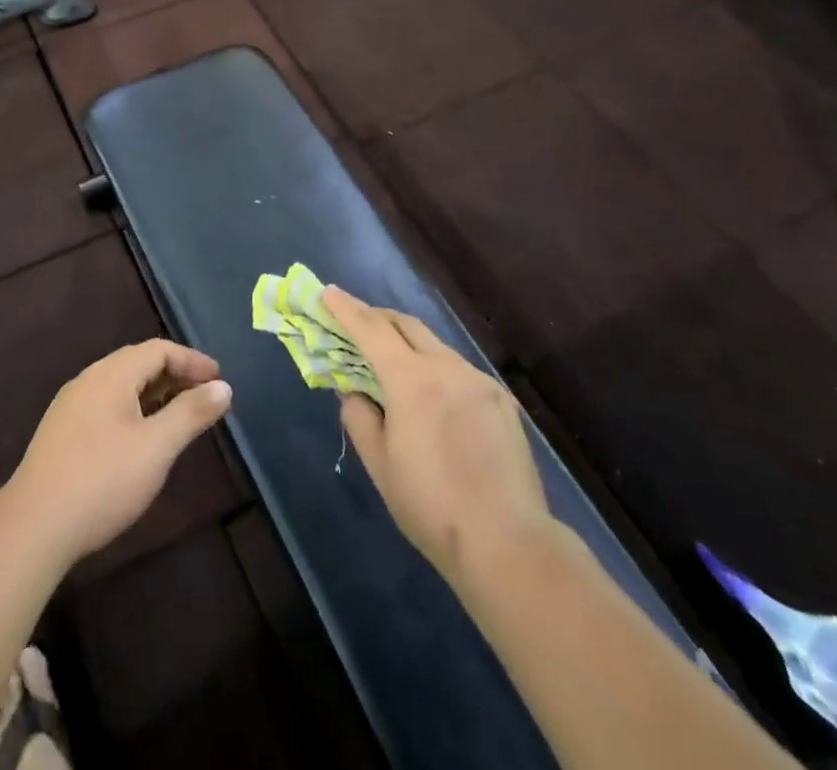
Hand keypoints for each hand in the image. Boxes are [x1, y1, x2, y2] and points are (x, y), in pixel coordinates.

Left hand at [8, 340, 232, 566]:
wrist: (33, 527)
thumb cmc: (102, 480)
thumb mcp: (157, 447)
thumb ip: (191, 413)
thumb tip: (223, 386)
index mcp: (111, 374)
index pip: (158, 349)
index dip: (192, 361)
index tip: (220, 381)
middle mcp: (89, 380)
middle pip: (138, 364)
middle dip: (175, 376)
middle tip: (205, 397)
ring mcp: (71, 407)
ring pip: (121, 387)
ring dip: (155, 394)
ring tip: (180, 418)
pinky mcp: (62, 434)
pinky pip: (107, 407)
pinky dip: (134, 411)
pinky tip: (142, 440)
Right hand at [323, 288, 553, 593]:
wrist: (508, 543)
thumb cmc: (431, 506)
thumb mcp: (380, 465)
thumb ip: (360, 418)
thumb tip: (355, 392)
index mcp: (412, 380)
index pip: (371, 329)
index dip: (346, 308)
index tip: (327, 292)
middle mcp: (447, 367)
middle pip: (406, 325)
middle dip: (377, 317)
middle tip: (356, 323)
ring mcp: (479, 381)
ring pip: (435, 346)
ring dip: (409, 343)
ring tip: (394, 363)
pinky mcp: (502, 400)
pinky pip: (459, 370)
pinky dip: (437, 369)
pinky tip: (435, 399)